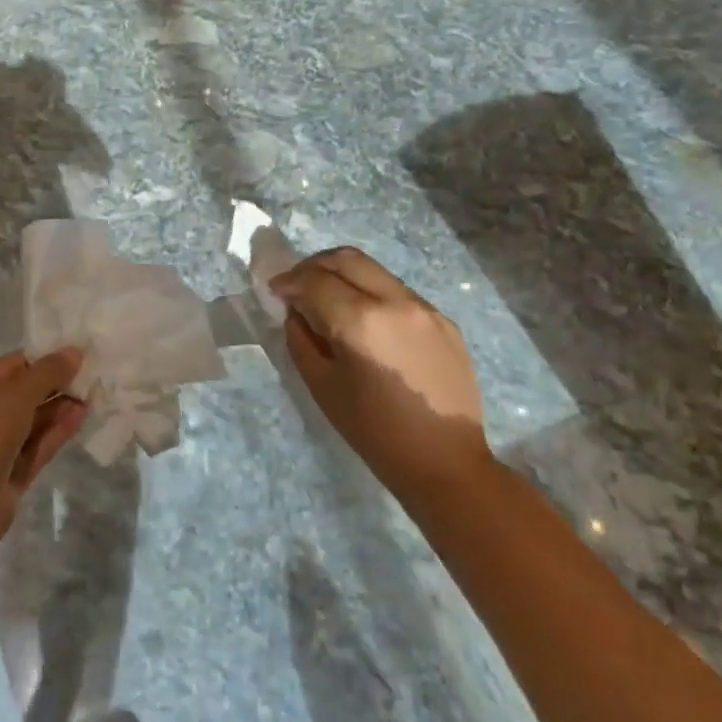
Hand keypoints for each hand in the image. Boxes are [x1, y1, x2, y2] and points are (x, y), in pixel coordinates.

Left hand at [0, 349, 86, 532]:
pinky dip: (56, 431)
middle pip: (21, 394)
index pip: (10, 366)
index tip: (74, 354)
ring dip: (58, 408)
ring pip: (31, 421)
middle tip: (89, 375)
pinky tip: (80, 417)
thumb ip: (48, 372)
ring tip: (90, 395)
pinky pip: (35, 445)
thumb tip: (74, 352)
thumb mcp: (16, 394)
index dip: (42, 359)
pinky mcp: (9, 473)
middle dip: (53, 384)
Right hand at [271, 248, 493, 497]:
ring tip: (328, 299)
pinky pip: (397, 291)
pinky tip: (364, 322)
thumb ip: (301, 338)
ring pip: (374, 270)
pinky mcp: (443, 319)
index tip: (274, 291)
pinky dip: (370, 293)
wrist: (446, 462)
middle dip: (313, 265)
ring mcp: (425, 308)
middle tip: (297, 285)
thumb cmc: (375, 431)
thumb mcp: (322, 385)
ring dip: (343, 275)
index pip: (314, 280)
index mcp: (361, 321)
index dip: (288, 281)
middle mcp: (395, 302)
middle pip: (346, 258)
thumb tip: (297, 311)